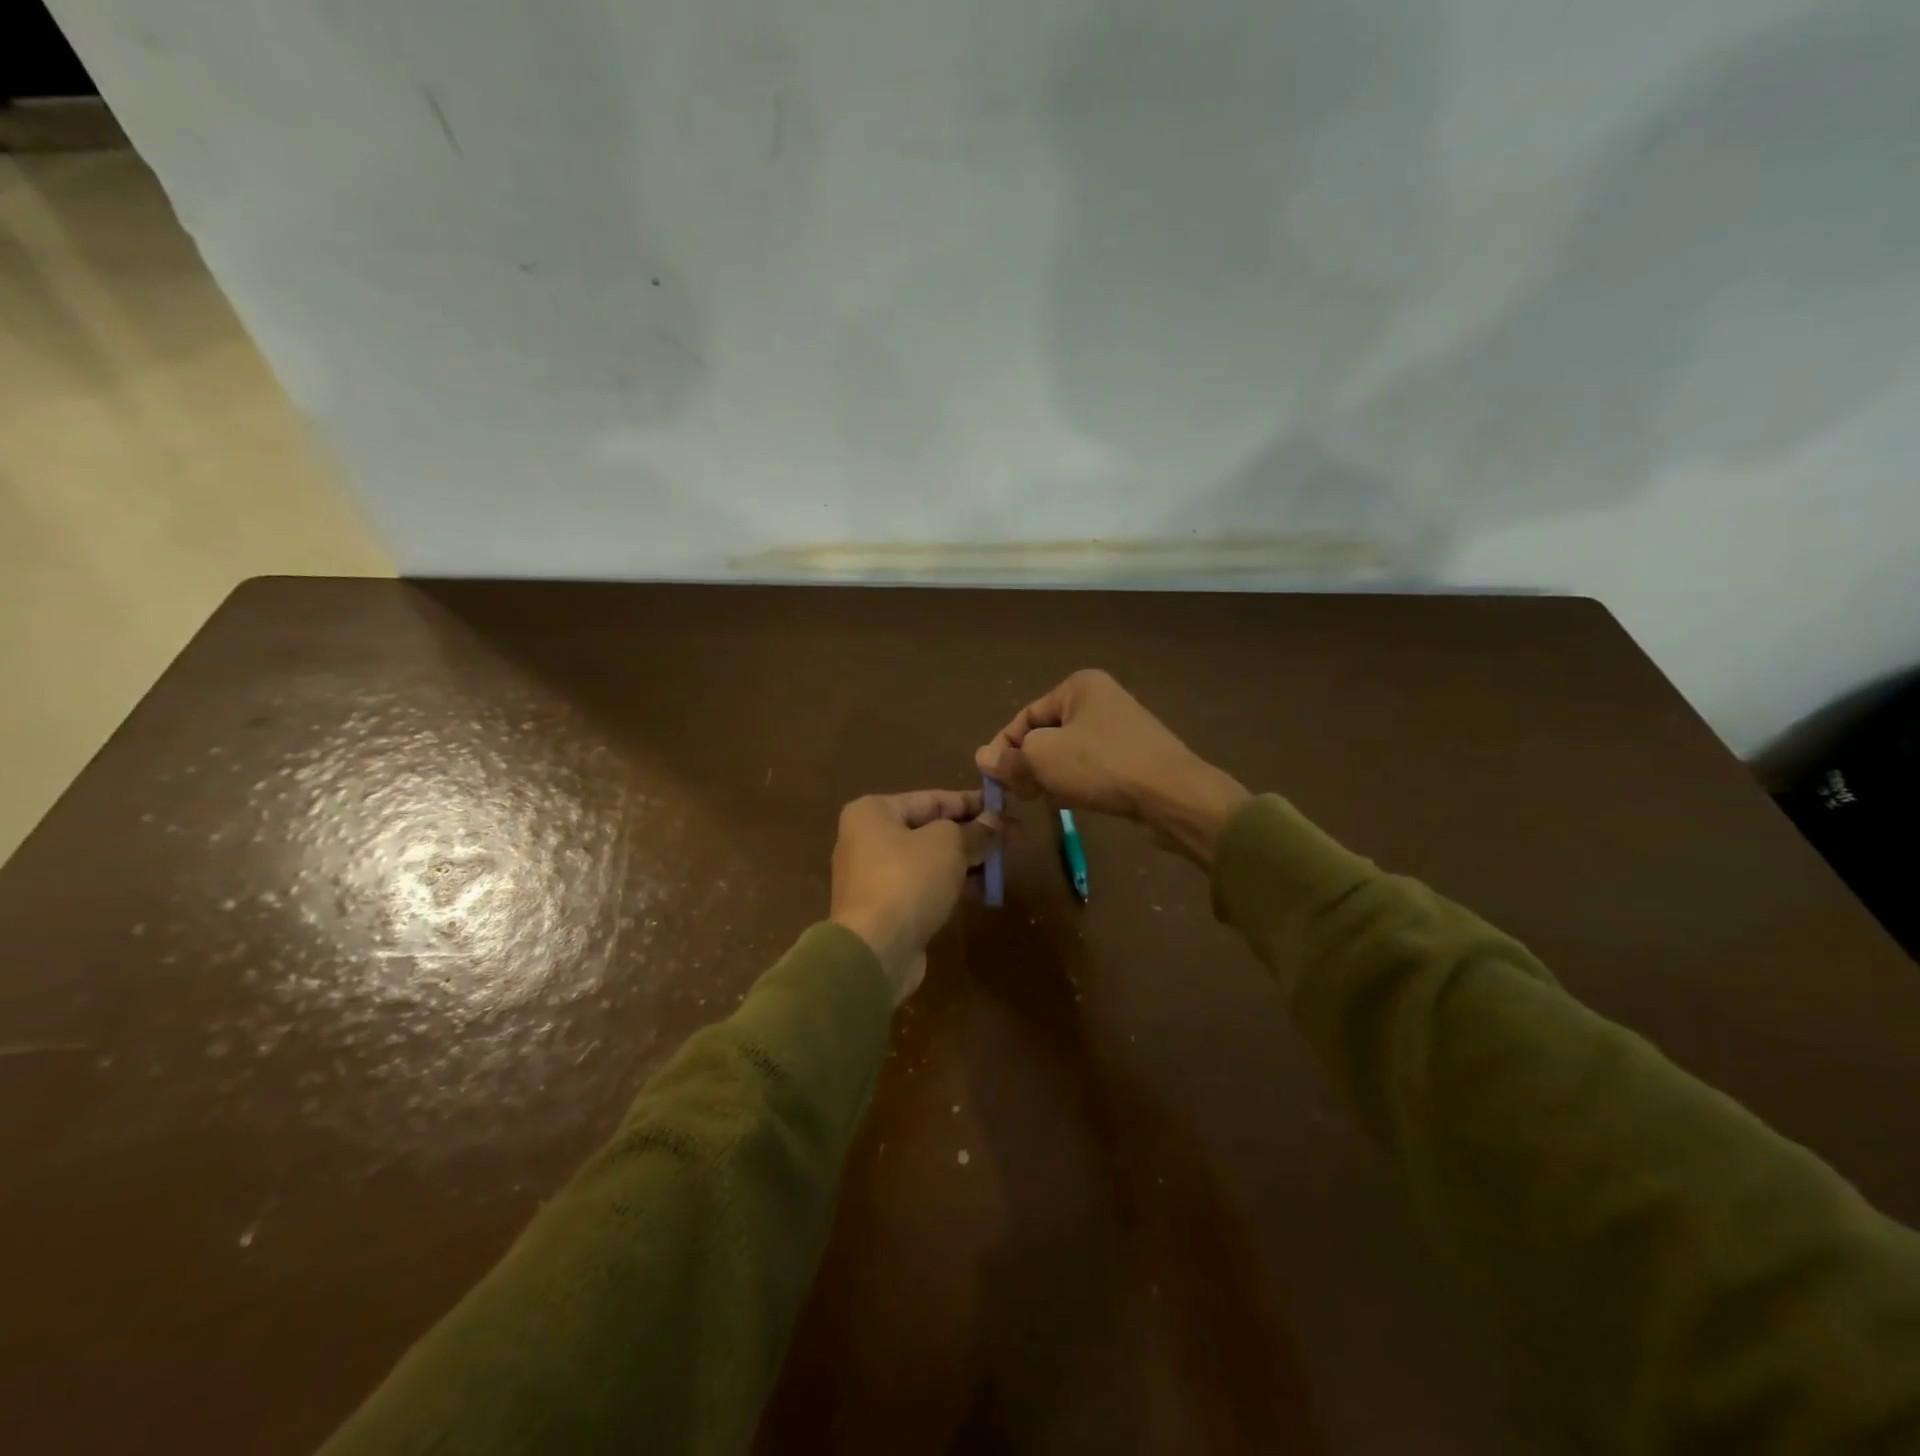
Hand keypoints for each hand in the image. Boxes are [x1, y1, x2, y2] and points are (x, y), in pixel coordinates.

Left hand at [830, 789, 1000, 1001]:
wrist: (874, 951)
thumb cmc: (908, 881)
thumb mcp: (948, 845)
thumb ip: (974, 831)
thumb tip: (994, 822)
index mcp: (874, 812)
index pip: (933, 799)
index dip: (973, 802)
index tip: (1007, 808)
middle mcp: (869, 838)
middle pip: (932, 828)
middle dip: (974, 833)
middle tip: (1014, 837)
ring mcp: (876, 875)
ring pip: (931, 859)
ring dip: (967, 860)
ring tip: (1003, 865)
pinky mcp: (887, 907)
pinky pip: (925, 886)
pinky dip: (952, 884)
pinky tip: (982, 891)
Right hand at [974, 669, 1248, 865]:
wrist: (1172, 795)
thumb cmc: (1101, 765)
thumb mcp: (1043, 758)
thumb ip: (1010, 758)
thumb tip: (983, 758)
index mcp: (1079, 686)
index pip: (1025, 715)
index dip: (1004, 747)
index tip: (995, 778)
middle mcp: (1101, 700)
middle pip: (1047, 734)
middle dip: (1029, 763)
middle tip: (1022, 793)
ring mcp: (1121, 729)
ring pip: (1068, 753)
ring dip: (1051, 776)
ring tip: (1047, 799)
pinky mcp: (1134, 757)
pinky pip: (1091, 767)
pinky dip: (1077, 782)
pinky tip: (1073, 801)